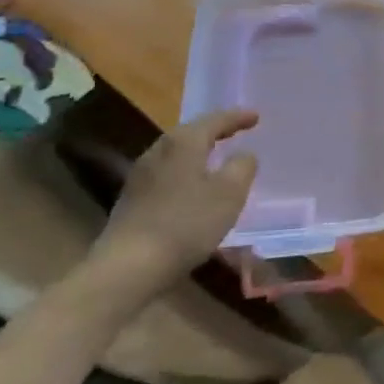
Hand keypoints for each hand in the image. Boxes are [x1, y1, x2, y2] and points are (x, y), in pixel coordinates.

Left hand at [81, 109, 259, 306]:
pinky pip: (166, 175)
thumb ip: (242, 167)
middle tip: (235, 132)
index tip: (256, 116)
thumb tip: (243, 155)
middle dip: (214, 132)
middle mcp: (159, 150)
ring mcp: (140, 176)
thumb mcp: (230, 194)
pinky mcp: (131, 200)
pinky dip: (185, 174)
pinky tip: (191, 189)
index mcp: (184, 142)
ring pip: (176, 154)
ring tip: (215, 159)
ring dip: (198, 154)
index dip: (238, 117)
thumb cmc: (187, 223)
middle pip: (191, 133)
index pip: (215, 120)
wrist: (127, 267)